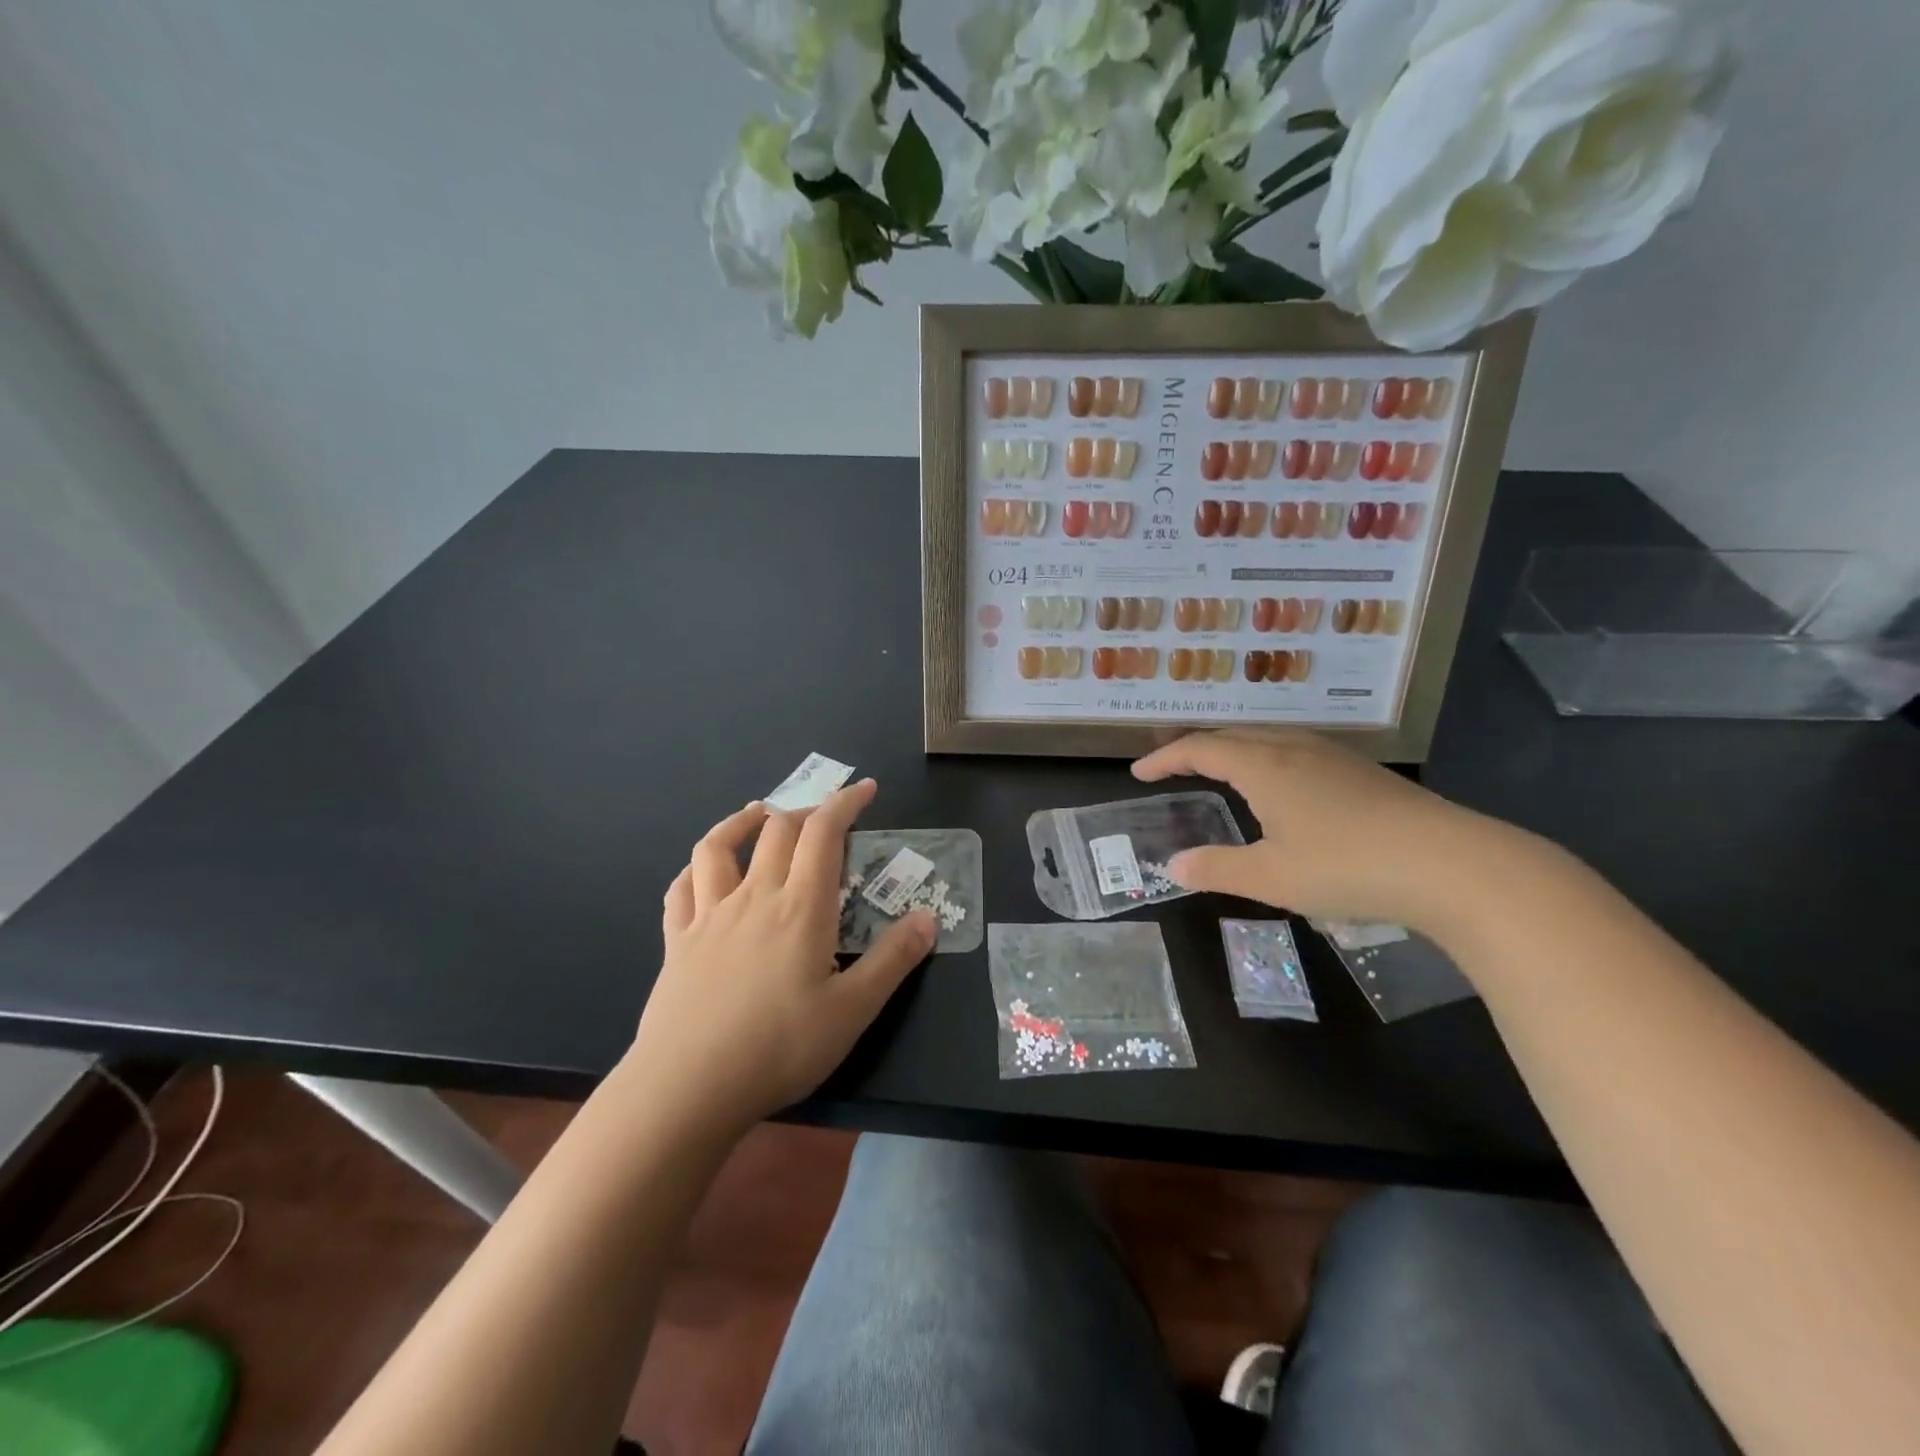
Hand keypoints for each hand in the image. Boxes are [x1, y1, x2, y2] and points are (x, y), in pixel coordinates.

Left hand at [626, 780, 934, 1138]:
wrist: (687, 1088)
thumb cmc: (779, 1048)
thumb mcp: (853, 1011)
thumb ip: (893, 960)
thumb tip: (929, 918)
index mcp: (800, 908)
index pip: (824, 834)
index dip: (844, 803)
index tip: (864, 789)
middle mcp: (754, 898)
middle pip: (776, 832)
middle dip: (805, 811)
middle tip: (825, 816)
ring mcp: (709, 917)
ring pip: (718, 847)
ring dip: (741, 822)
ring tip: (758, 815)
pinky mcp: (677, 942)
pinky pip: (680, 890)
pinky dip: (694, 869)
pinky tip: (701, 872)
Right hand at [1132, 729, 1518, 931]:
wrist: (1452, 863)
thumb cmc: (1348, 866)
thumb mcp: (1271, 877)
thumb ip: (1217, 868)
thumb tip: (1172, 866)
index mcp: (1264, 766)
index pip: (1200, 748)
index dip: (1165, 758)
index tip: (1138, 772)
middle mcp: (1294, 748)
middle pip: (1232, 735)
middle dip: (1195, 747)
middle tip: (1171, 765)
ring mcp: (1332, 756)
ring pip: (1268, 738)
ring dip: (1233, 748)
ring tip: (1218, 769)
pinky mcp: (1361, 771)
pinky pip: (1295, 749)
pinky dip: (1265, 757)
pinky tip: (1280, 785)